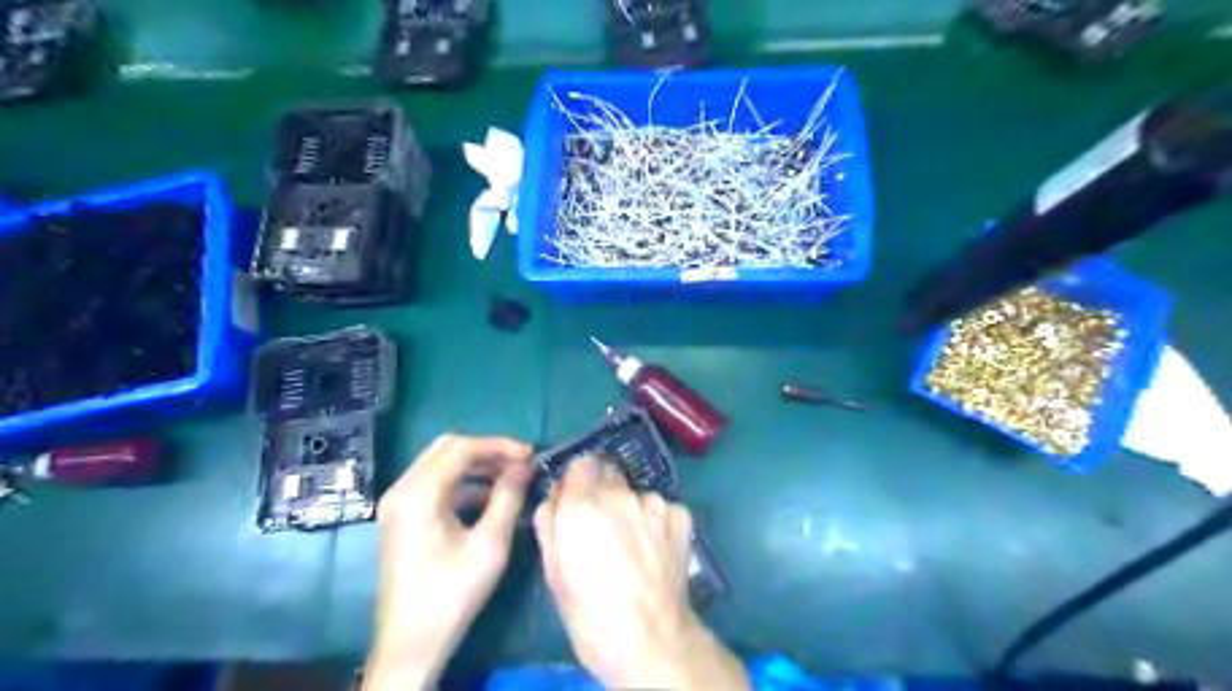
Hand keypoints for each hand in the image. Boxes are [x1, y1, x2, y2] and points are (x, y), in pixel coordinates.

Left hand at [363, 438, 530, 689]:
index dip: (500, 445)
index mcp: (419, 493)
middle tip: (520, 464)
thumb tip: (523, 466)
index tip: (530, 455)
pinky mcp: (401, 516)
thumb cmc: (452, 594)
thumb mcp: (490, 544)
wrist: (411, 644)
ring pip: (440, 464)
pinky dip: (463, 483)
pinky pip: (434, 484)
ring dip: (476, 466)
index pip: (462, 448)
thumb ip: (508, 497)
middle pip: (447, 448)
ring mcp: (398, 503)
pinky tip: (489, 499)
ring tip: (511, 479)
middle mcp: (402, 489)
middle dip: (487, 451)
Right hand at [539, 455, 750, 687]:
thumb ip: (550, 520)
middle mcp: (618, 494)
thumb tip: (556, 496)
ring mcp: (653, 502)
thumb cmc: (589, 612)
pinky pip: (660, 508)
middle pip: (609, 472)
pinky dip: (655, 521)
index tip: (578, 499)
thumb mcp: (553, 569)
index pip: (581, 463)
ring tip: (633, 544)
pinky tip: (654, 550)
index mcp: (581, 505)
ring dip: (631, 508)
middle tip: (604, 523)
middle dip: (603, 490)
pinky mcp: (680, 513)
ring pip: (635, 493)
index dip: (579, 481)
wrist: (649, 639)